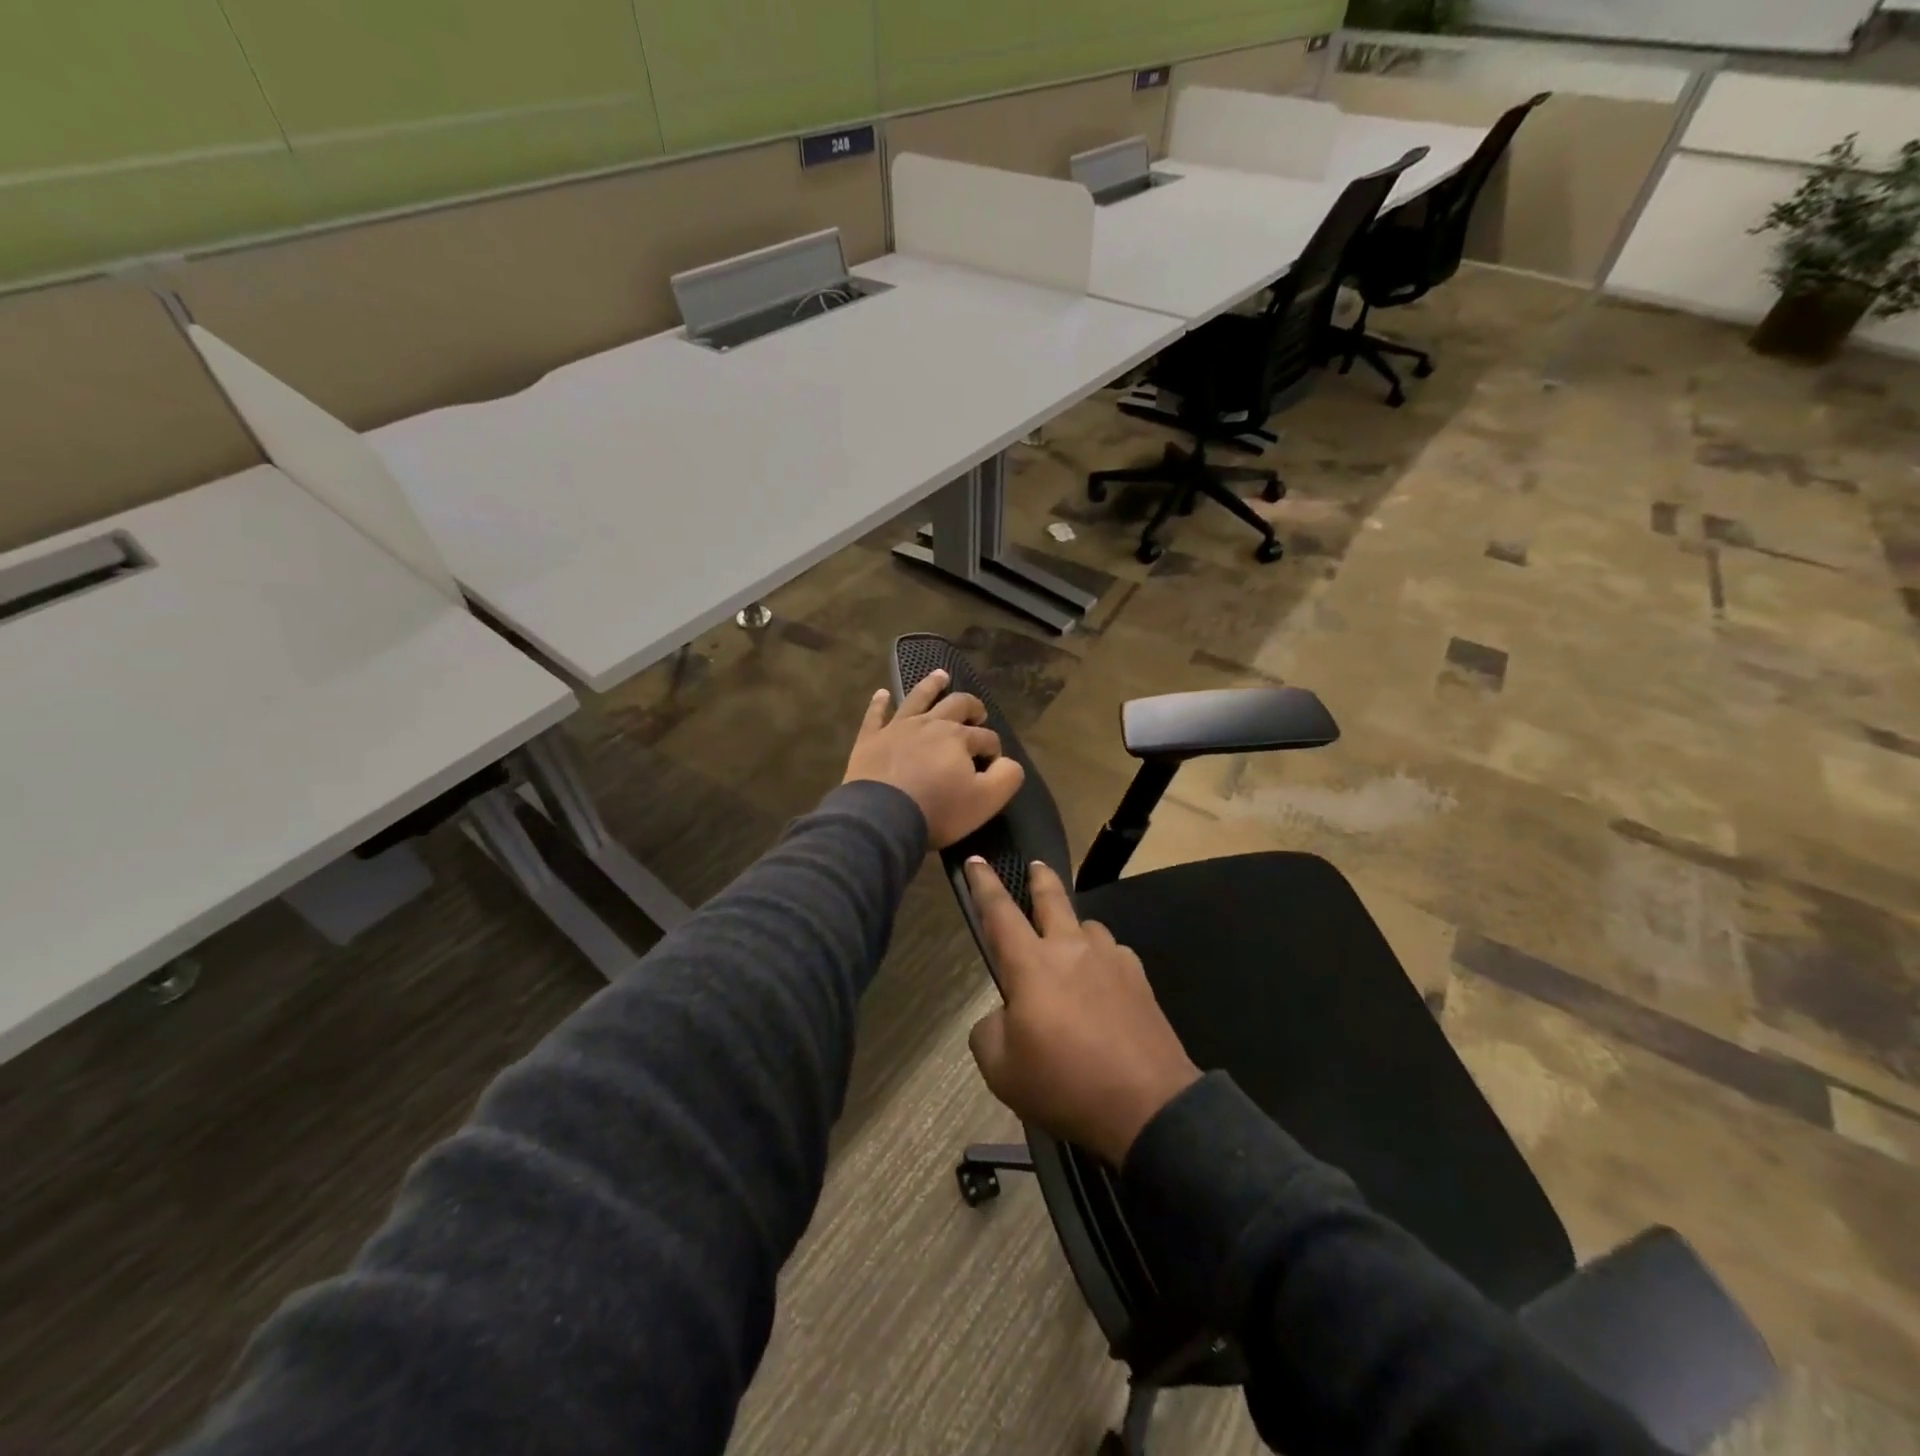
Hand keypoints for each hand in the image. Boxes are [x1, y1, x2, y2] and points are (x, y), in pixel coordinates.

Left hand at [843, 669, 1024, 849]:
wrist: (881, 818)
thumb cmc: (937, 810)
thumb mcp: (985, 801)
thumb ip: (1006, 777)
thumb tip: (1009, 762)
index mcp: (959, 737)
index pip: (986, 737)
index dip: (994, 749)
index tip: (994, 764)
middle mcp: (930, 724)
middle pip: (956, 705)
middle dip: (971, 707)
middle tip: (978, 713)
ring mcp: (897, 728)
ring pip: (918, 698)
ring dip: (932, 686)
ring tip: (941, 676)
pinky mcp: (870, 739)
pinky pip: (875, 715)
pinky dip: (879, 703)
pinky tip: (882, 693)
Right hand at [965, 858, 1199, 1166]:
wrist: (1146, 1105)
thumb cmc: (1064, 1084)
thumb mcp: (1000, 1069)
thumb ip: (989, 1031)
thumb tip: (1004, 1015)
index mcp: (1031, 964)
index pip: (999, 912)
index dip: (984, 884)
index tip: (976, 860)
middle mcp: (1071, 949)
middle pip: (1053, 898)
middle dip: (1040, 878)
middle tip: (1035, 866)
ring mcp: (1110, 959)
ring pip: (1087, 926)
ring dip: (1074, 927)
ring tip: (1071, 945)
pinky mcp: (1139, 978)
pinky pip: (1113, 953)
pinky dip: (1101, 958)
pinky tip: (1103, 981)